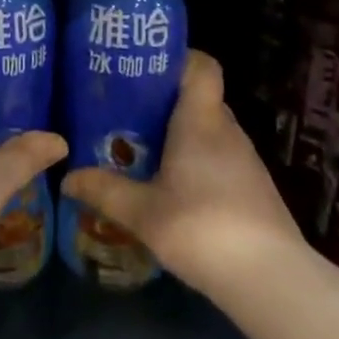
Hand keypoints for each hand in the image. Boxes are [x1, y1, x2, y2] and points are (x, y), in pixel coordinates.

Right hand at [61, 52, 304, 296]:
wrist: (270, 280)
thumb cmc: (202, 228)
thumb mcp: (142, 212)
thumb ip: (105, 190)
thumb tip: (67, 177)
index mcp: (201, 121)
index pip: (203, 66)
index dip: (179, 59)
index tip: (146, 68)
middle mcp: (227, 131)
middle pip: (200, 99)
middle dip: (165, 103)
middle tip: (127, 113)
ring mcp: (246, 161)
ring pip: (209, 131)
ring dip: (180, 136)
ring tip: (142, 151)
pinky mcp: (254, 189)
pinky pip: (219, 159)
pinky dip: (196, 163)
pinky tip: (173, 189)